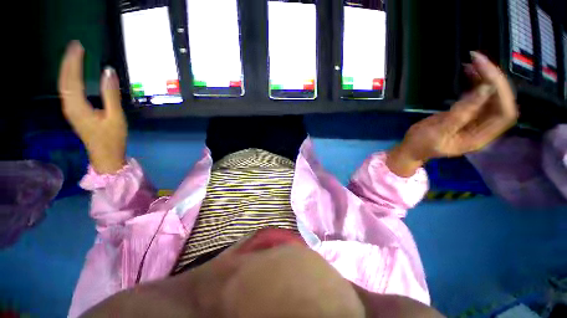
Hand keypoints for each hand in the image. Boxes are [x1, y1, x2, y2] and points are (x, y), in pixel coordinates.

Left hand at [58, 41, 126, 173]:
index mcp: (77, 106)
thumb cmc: (112, 138)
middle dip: (68, 61)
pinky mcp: (75, 112)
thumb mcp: (115, 117)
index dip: (73, 61)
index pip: (71, 78)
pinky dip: (70, 78)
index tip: (78, 46)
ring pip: (64, 84)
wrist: (106, 156)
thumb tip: (108, 71)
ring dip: (68, 68)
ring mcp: (71, 109)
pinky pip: (68, 90)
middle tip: (75, 46)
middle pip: (65, 79)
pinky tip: (74, 74)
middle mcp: (69, 105)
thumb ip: (111, 94)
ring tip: (74, 56)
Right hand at [387, 52, 517, 176]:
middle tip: (477, 59)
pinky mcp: (468, 112)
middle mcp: (484, 127)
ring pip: (492, 95)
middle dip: (493, 78)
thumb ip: (461, 113)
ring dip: (486, 76)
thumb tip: (485, 89)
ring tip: (473, 60)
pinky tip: (469, 70)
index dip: (500, 91)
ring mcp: (477, 119)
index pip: (504, 113)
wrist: (412, 148)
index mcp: (480, 137)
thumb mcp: (439, 130)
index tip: (485, 71)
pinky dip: (476, 81)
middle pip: (501, 100)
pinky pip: (479, 94)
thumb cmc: (422, 143)